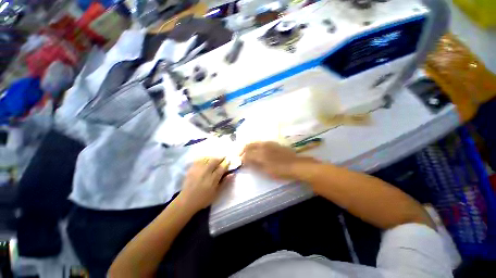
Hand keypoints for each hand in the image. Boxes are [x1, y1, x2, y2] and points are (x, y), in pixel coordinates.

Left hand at [178, 157, 229, 212]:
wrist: (186, 201)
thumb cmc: (203, 199)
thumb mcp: (216, 193)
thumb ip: (224, 182)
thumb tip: (232, 174)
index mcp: (213, 179)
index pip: (222, 168)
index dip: (226, 163)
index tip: (229, 161)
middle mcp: (206, 172)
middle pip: (214, 161)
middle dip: (220, 158)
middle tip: (223, 158)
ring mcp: (198, 170)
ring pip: (207, 159)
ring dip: (212, 158)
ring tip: (215, 159)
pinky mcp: (191, 169)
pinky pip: (198, 161)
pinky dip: (203, 159)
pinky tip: (205, 160)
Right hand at [241, 142, 316, 179]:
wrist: (296, 165)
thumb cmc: (280, 170)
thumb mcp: (265, 170)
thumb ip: (254, 165)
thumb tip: (245, 162)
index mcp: (260, 153)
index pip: (246, 153)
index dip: (242, 158)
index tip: (240, 162)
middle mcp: (263, 145)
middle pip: (249, 145)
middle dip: (243, 150)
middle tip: (241, 156)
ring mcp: (269, 143)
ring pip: (255, 143)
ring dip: (250, 147)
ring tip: (249, 153)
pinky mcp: (274, 144)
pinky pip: (262, 143)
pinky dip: (257, 146)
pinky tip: (259, 151)